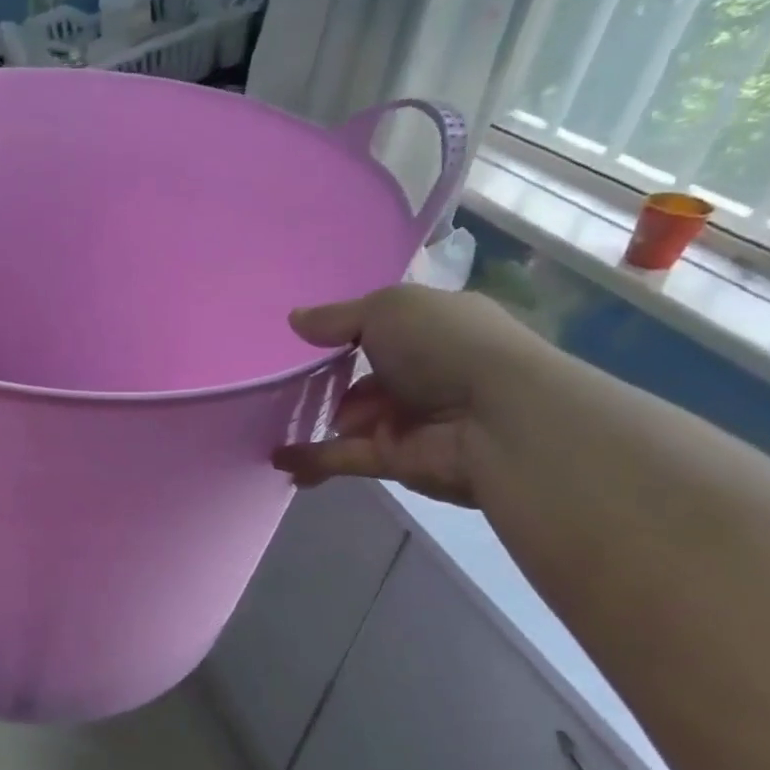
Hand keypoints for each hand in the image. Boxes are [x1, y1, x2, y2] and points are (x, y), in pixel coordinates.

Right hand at [273, 286, 542, 507]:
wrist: (498, 419)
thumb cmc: (446, 346)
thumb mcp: (387, 310)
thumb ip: (336, 318)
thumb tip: (294, 319)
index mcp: (430, 330)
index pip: (383, 329)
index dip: (346, 333)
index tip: (305, 339)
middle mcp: (422, 373)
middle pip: (361, 377)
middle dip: (324, 383)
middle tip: (283, 384)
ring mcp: (409, 419)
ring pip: (350, 419)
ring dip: (314, 421)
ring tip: (271, 420)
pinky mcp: (395, 459)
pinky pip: (343, 456)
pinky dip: (311, 459)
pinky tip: (278, 459)